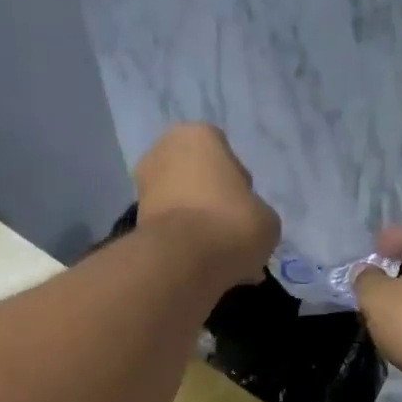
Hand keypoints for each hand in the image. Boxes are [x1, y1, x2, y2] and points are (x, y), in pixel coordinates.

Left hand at [133, 124, 279, 284]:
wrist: (184, 261)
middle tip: (232, 237)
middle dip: (214, 207)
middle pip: (199, 182)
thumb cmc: (232, 223)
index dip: (240, 189)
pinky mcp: (135, 223)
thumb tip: (244, 226)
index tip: (246, 215)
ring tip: (219, 259)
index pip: (226, 158)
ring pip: (182, 208)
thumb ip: (256, 213)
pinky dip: (183, 246)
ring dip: (198, 228)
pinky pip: (170, 232)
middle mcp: (163, 151)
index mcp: (198, 135)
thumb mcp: (266, 218)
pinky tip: (200, 267)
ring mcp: (143, 187)